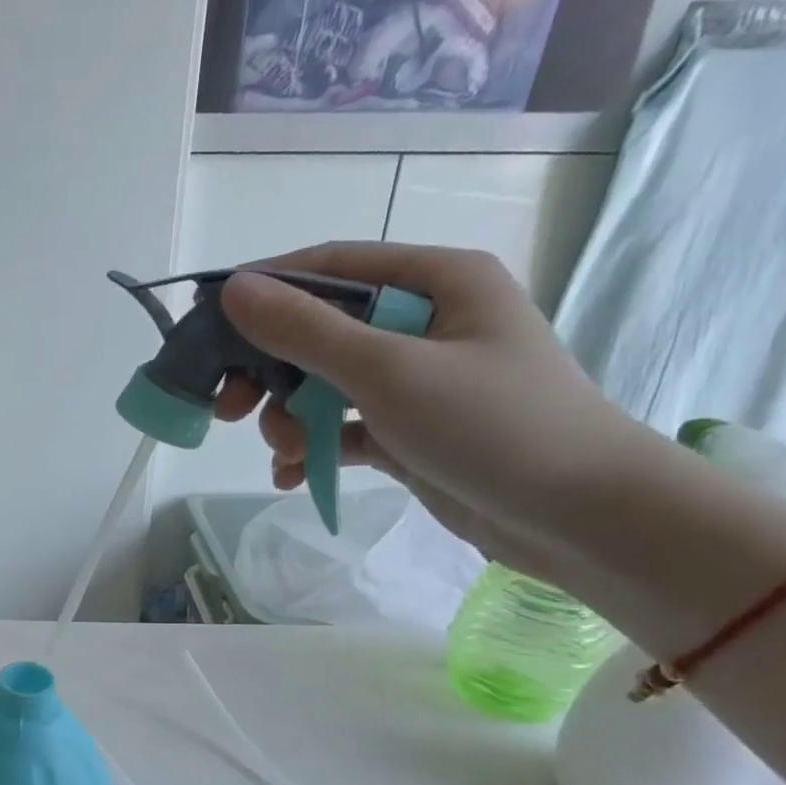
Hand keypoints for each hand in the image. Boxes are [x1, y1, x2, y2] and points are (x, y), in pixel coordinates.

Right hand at [214, 241, 655, 585]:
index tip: (205, 324)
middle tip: (227, 408)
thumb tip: (234, 290)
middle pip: (319, 331)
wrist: (581, 517)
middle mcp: (424, 321)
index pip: (329, 267)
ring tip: (284, 453)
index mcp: (435, 281)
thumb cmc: (492, 425)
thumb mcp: (389, 371)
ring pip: (325, 384)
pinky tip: (291, 476)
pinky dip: (313, 449)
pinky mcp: (410, 429)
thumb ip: (306, 331)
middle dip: (269, 372)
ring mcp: (417, 379)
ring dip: (290, 418)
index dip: (264, 290)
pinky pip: (343, 428)